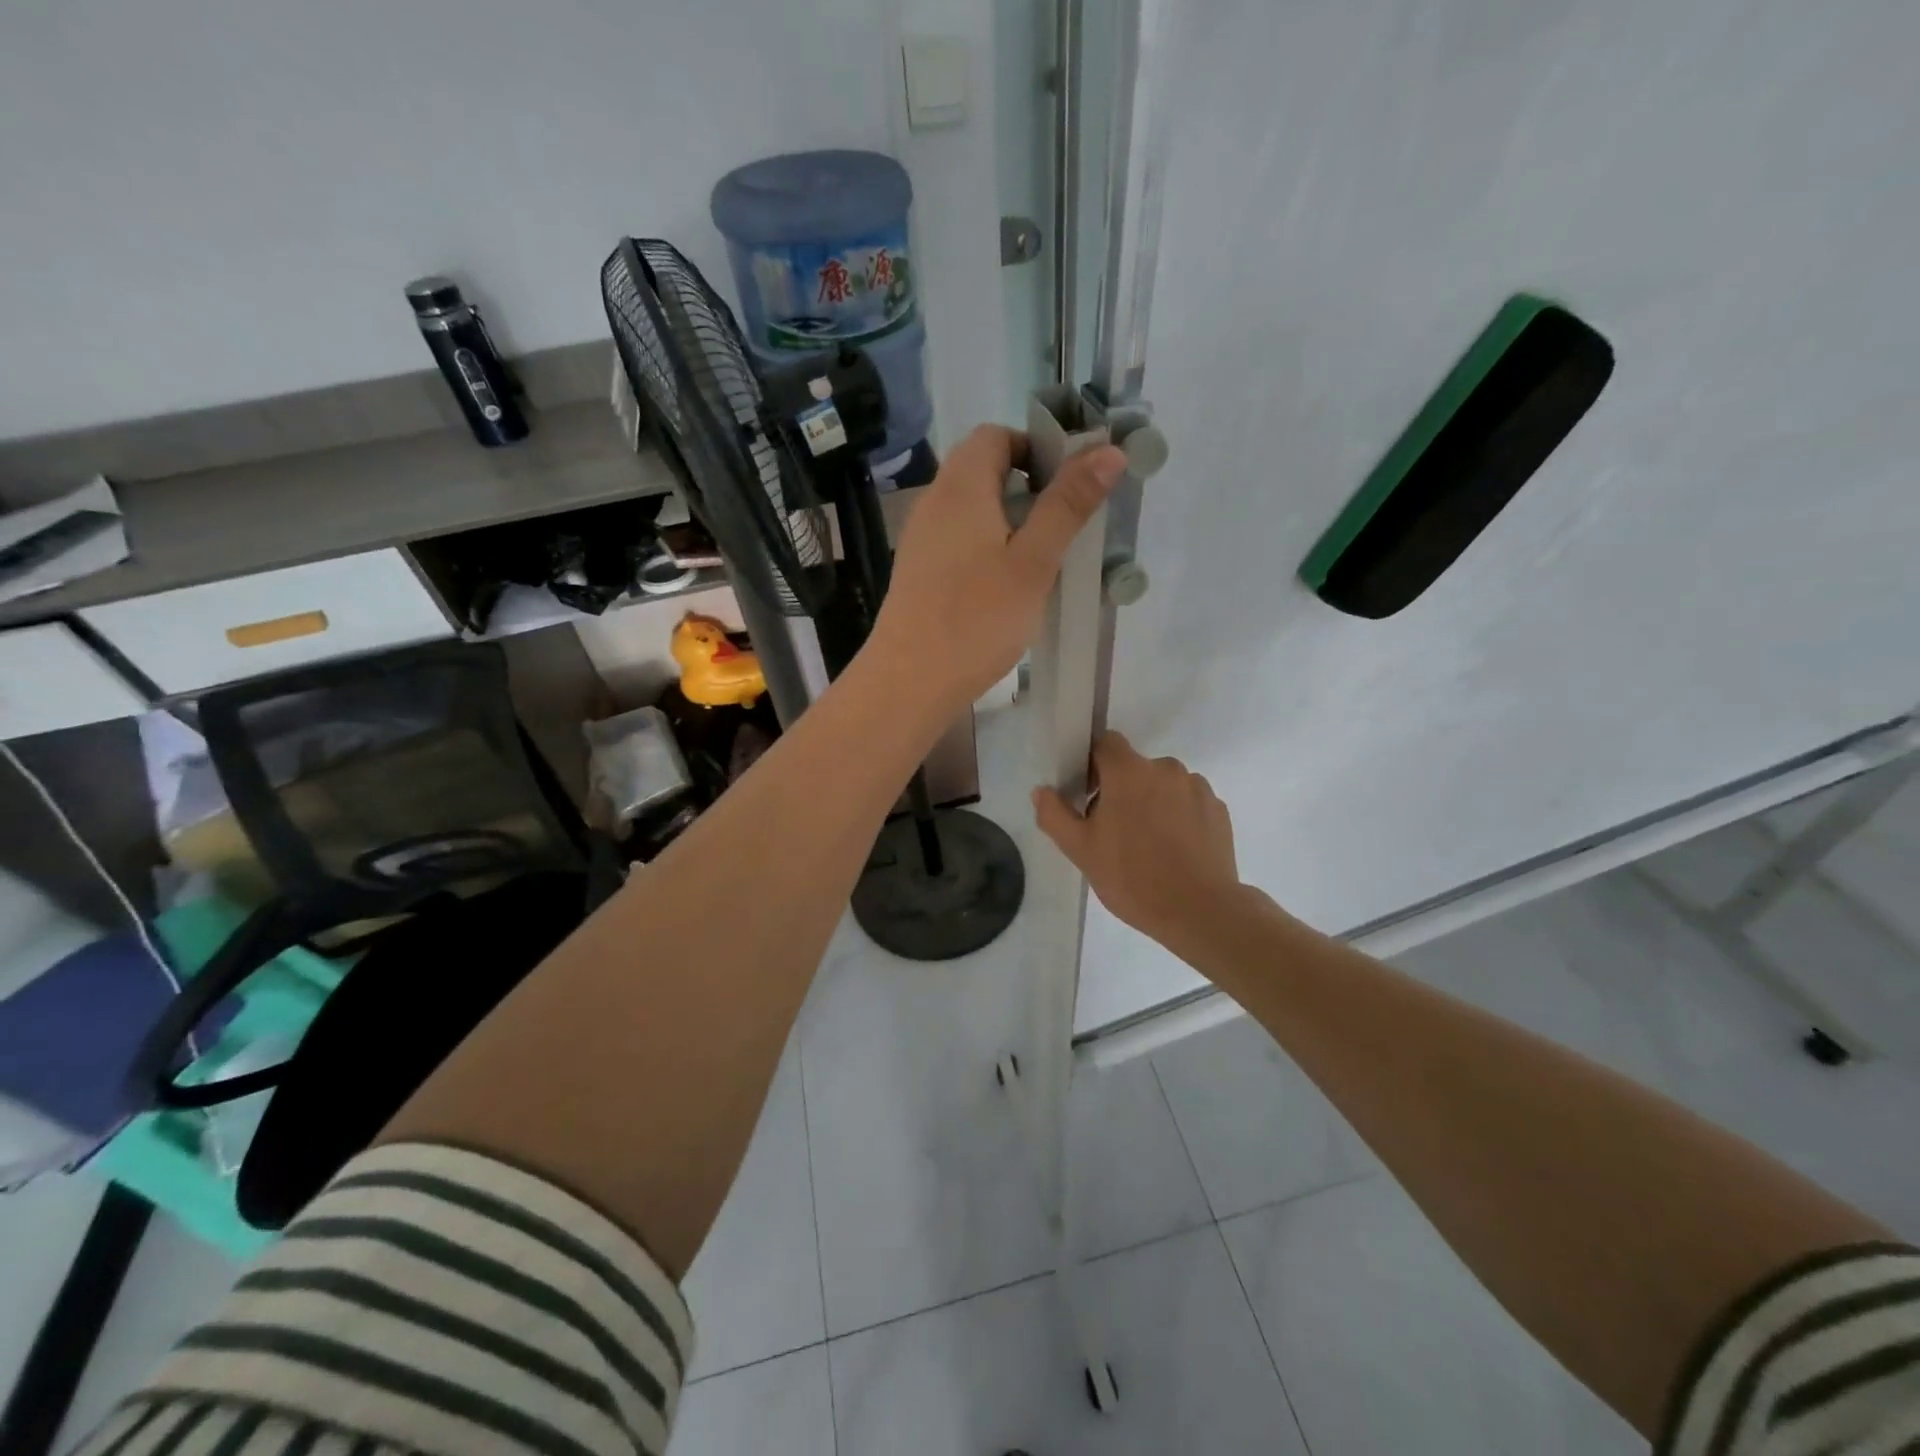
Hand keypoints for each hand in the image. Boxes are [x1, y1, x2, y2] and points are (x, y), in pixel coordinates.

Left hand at [868, 425, 1126, 712]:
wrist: (910, 681)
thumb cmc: (977, 618)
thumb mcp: (1034, 561)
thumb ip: (1068, 505)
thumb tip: (1108, 450)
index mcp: (961, 486)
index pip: (995, 436)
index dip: (1035, 448)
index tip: (1067, 486)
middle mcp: (934, 502)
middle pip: (982, 470)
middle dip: (1027, 487)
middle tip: (1062, 526)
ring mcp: (921, 538)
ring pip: (971, 509)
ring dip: (1009, 521)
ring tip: (1041, 560)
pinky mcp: (918, 571)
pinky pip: (958, 539)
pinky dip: (987, 547)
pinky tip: (1006, 587)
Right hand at [1033, 732, 1241, 949]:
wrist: (1200, 911)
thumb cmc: (1132, 877)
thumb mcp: (1080, 850)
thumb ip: (1055, 814)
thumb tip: (1041, 791)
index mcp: (1129, 772)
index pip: (1106, 742)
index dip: (1092, 764)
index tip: (1088, 796)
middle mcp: (1166, 769)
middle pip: (1135, 767)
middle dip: (1121, 790)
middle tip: (1113, 831)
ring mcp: (1197, 788)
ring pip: (1163, 785)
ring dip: (1152, 802)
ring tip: (1148, 845)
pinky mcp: (1218, 810)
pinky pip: (1188, 802)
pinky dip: (1178, 817)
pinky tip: (1174, 851)